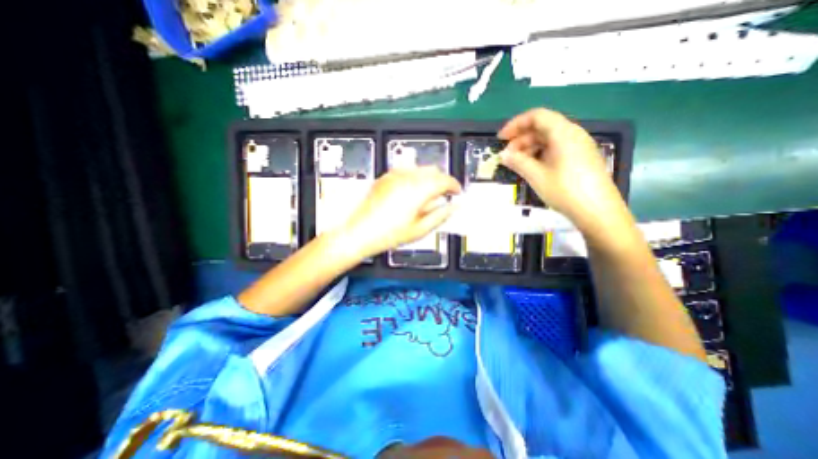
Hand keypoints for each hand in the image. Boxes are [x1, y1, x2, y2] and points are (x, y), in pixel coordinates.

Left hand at [334, 167, 459, 258]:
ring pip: (420, 168)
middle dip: (442, 180)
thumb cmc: (388, 234)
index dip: (454, 186)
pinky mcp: (385, 177)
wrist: (358, 232)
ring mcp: (394, 175)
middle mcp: (407, 177)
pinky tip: (412, 191)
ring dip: (429, 178)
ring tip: (428, 194)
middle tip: (445, 194)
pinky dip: (415, 177)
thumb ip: (441, 215)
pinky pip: (406, 170)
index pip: (444, 180)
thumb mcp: (420, 229)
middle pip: (433, 170)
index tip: (457, 192)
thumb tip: (454, 207)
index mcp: (418, 190)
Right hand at [499, 107, 631, 236]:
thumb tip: (503, 155)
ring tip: (517, 163)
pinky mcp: (580, 158)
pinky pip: (556, 149)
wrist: (598, 212)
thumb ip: (518, 161)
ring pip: (549, 139)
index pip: (537, 116)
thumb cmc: (565, 190)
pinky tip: (533, 168)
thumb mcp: (536, 176)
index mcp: (563, 133)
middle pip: (542, 127)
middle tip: (507, 156)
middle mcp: (573, 134)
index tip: (501, 139)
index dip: (516, 124)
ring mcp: (578, 146)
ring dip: (529, 148)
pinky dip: (540, 154)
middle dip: (521, 139)